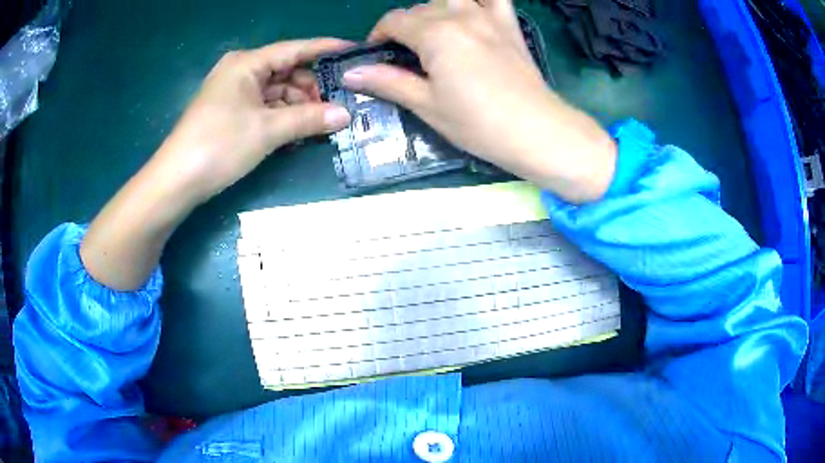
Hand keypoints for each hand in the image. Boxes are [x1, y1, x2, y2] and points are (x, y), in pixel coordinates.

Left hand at [153, 38, 352, 205]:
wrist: (177, 181)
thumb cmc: (219, 145)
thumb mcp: (267, 130)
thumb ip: (309, 119)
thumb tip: (346, 115)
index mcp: (247, 63)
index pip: (295, 49)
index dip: (326, 49)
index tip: (355, 52)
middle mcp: (241, 72)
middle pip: (287, 71)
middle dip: (312, 88)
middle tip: (339, 106)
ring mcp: (235, 93)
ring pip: (277, 92)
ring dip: (299, 106)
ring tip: (322, 124)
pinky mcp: (231, 113)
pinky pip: (265, 108)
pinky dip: (283, 118)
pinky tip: (300, 132)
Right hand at [343, 0, 615, 202]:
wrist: (536, 131)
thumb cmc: (479, 123)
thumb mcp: (427, 105)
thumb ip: (389, 82)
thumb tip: (351, 74)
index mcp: (435, 34)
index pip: (394, 21)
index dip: (379, 35)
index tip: (377, 55)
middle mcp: (459, 15)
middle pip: (420, 8)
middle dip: (405, 27)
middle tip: (406, 55)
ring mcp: (488, 16)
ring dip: (435, 9)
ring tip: (434, 33)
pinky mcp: (510, 24)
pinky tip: (471, 9)